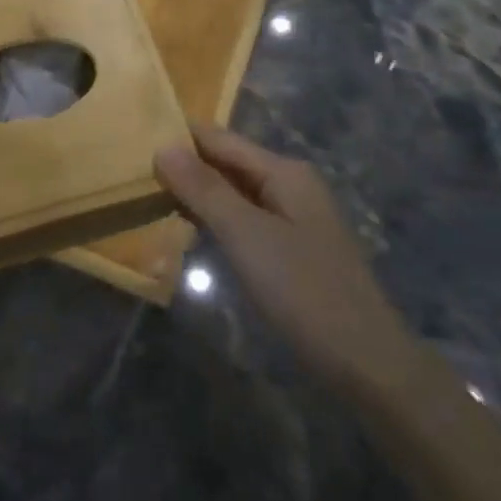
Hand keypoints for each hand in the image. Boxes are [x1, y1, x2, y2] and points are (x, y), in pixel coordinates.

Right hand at [155, 123, 421, 395]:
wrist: (367, 362)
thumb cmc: (304, 290)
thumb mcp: (246, 235)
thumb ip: (204, 189)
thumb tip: (163, 146)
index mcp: (284, 171)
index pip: (219, 138)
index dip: (179, 137)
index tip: (133, 140)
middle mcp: (290, 184)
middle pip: (227, 162)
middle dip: (185, 165)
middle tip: (133, 171)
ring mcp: (294, 217)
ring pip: (234, 191)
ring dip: (197, 193)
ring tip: (149, 195)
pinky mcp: (292, 247)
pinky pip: (244, 218)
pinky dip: (215, 218)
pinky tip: (188, 229)